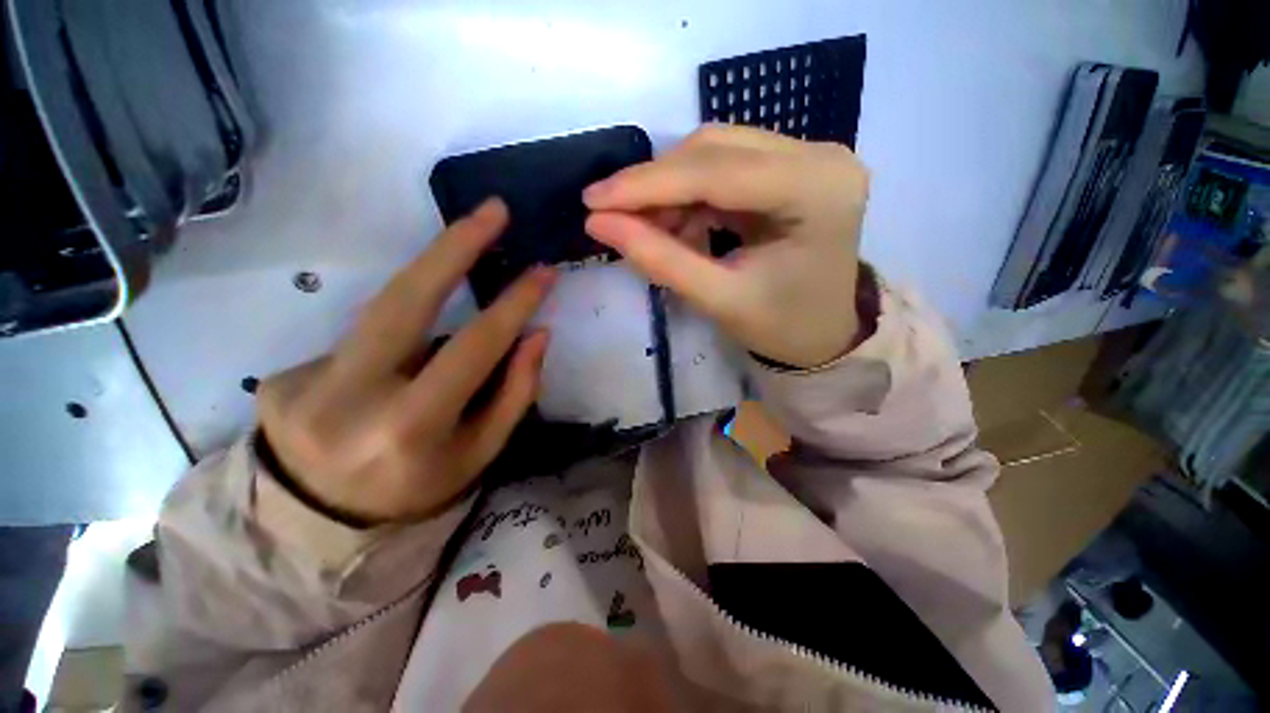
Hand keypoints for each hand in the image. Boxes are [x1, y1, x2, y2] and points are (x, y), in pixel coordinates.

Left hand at [258, 199, 555, 523]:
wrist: (321, 524)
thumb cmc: (419, 489)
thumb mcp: (480, 452)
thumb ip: (514, 392)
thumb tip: (537, 334)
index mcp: (409, 427)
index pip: (474, 347)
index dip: (514, 304)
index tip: (543, 272)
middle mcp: (349, 396)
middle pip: (406, 299)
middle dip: (454, 246)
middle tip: (493, 210)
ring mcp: (305, 380)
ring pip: (383, 308)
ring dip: (431, 275)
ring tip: (466, 246)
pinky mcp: (284, 373)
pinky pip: (363, 339)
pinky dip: (397, 337)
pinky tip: (402, 362)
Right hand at [584, 125, 867, 368]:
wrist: (824, 333)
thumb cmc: (781, 326)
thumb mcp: (718, 300)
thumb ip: (660, 259)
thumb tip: (599, 223)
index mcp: (816, 192)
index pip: (716, 172)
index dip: (647, 184)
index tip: (592, 199)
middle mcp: (820, 156)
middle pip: (714, 150)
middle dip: (655, 185)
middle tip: (613, 217)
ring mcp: (809, 155)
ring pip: (715, 151)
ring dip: (671, 189)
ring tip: (649, 229)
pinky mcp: (792, 166)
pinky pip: (725, 165)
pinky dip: (691, 193)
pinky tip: (678, 224)